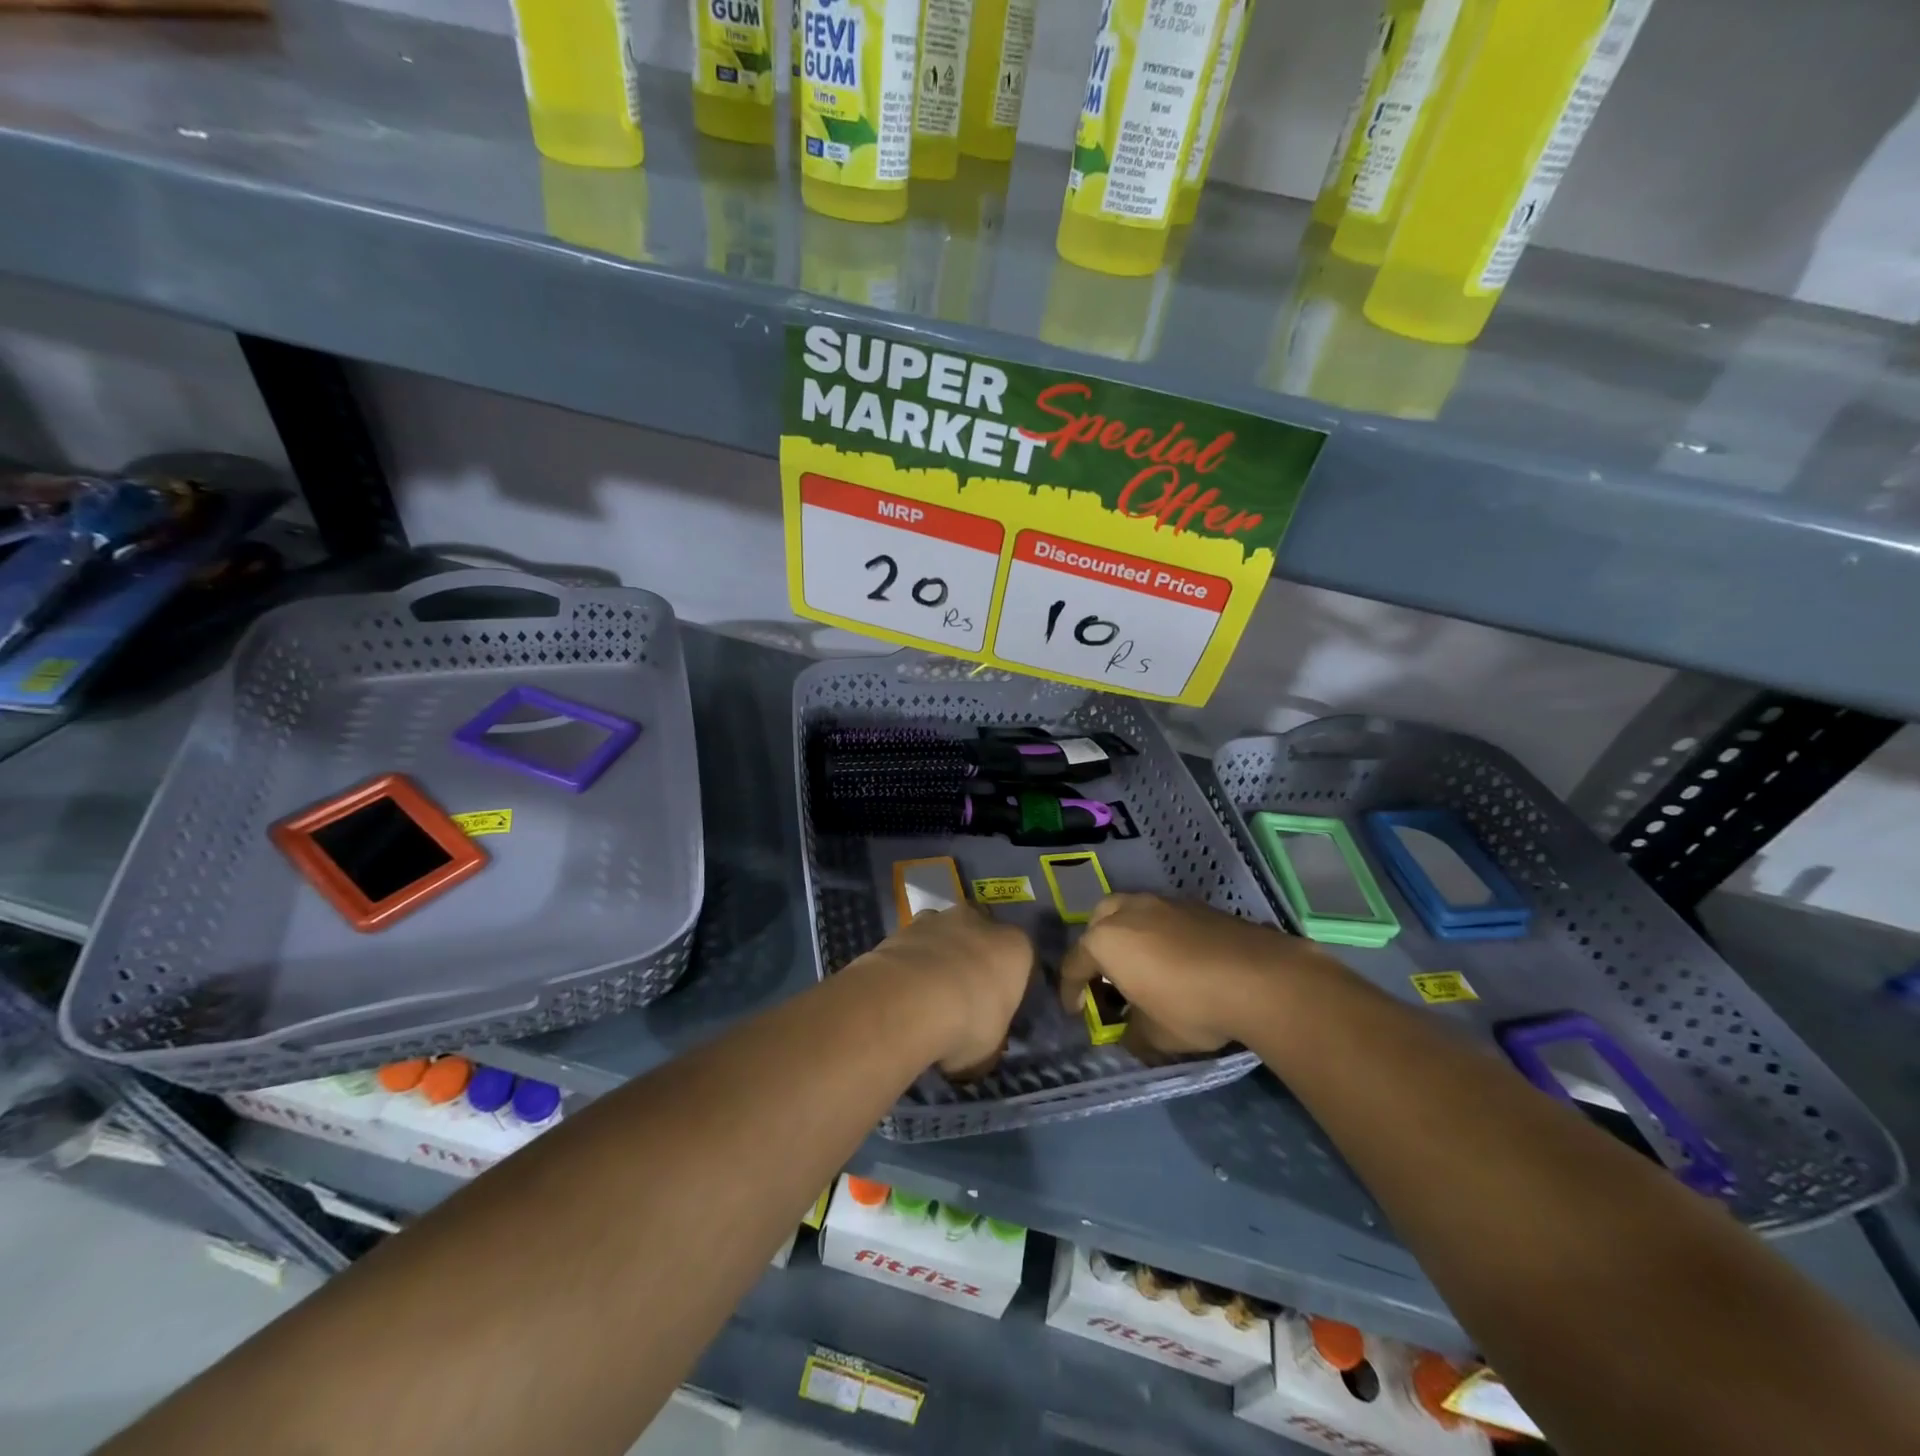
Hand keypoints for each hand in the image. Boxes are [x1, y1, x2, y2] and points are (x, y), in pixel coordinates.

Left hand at [859, 905, 1032, 1077]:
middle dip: (971, 961)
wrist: (910, 1001)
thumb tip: (977, 1044)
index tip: (994, 1010)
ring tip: (923, 997)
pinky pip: (912, 946)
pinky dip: (907, 964)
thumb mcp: (990, 1047)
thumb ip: (989, 1035)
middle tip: (959, 999)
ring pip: (943, 937)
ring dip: (936, 958)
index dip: (1006, 986)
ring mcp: (938, 919)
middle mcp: (979, 922)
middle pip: (979, 939)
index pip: (1019, 961)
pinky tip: (900, 992)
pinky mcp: (903, 926)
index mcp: (1015, 947)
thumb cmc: (967, 1024)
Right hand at [1059, 894, 1328, 1058]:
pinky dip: (1159, 935)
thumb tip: (1128, 1031)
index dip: (1071, 991)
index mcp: (1106, 940)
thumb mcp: (1153, 1036)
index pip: (1074, 965)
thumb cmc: (1190, 1006)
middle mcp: (1128, 911)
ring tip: (1143, 965)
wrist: (1258, 978)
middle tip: (1107, 977)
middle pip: (1099, 924)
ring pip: (1131, 912)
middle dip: (1097, 949)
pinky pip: (1163, 917)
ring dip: (1129, 936)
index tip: (1076, 1012)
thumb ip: (1131, 1033)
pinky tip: (1176, 959)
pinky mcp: (1195, 905)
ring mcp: (1163, 903)